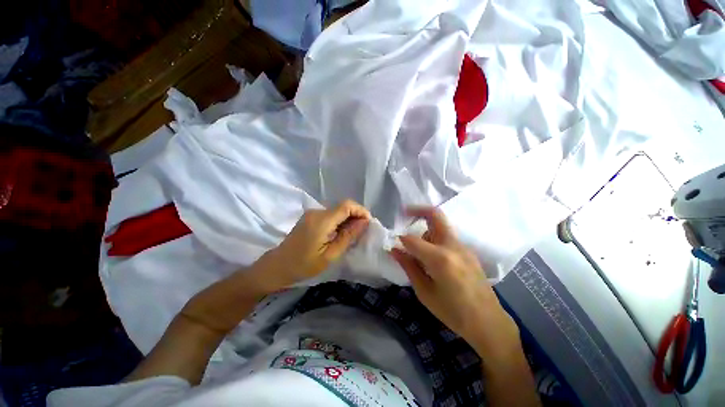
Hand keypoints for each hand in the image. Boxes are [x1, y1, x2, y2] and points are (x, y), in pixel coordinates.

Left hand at [252, 200, 370, 292]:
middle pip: (342, 207)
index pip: (346, 205)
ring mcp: (312, 213)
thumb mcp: (330, 255)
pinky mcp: (310, 217)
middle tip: (362, 232)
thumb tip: (364, 222)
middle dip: (356, 216)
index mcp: (322, 220)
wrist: (277, 266)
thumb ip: (348, 236)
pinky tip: (340, 234)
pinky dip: (339, 222)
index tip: (368, 224)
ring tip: (352, 236)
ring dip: (348, 220)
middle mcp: (317, 212)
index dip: (361, 211)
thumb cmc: (303, 265)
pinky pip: (330, 215)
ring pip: (337, 211)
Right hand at [390, 207, 518, 352]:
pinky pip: (447, 237)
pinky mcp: (468, 251)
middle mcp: (452, 246)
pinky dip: (435, 238)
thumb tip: (394, 250)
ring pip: (441, 226)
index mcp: (440, 259)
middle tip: (405, 212)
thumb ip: (409, 267)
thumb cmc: (453, 312)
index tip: (394, 244)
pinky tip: (432, 257)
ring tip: (419, 249)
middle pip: (435, 216)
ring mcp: (463, 247)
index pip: (412, 239)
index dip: (400, 240)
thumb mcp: (425, 292)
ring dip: (426, 229)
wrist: (489, 323)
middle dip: (418, 210)